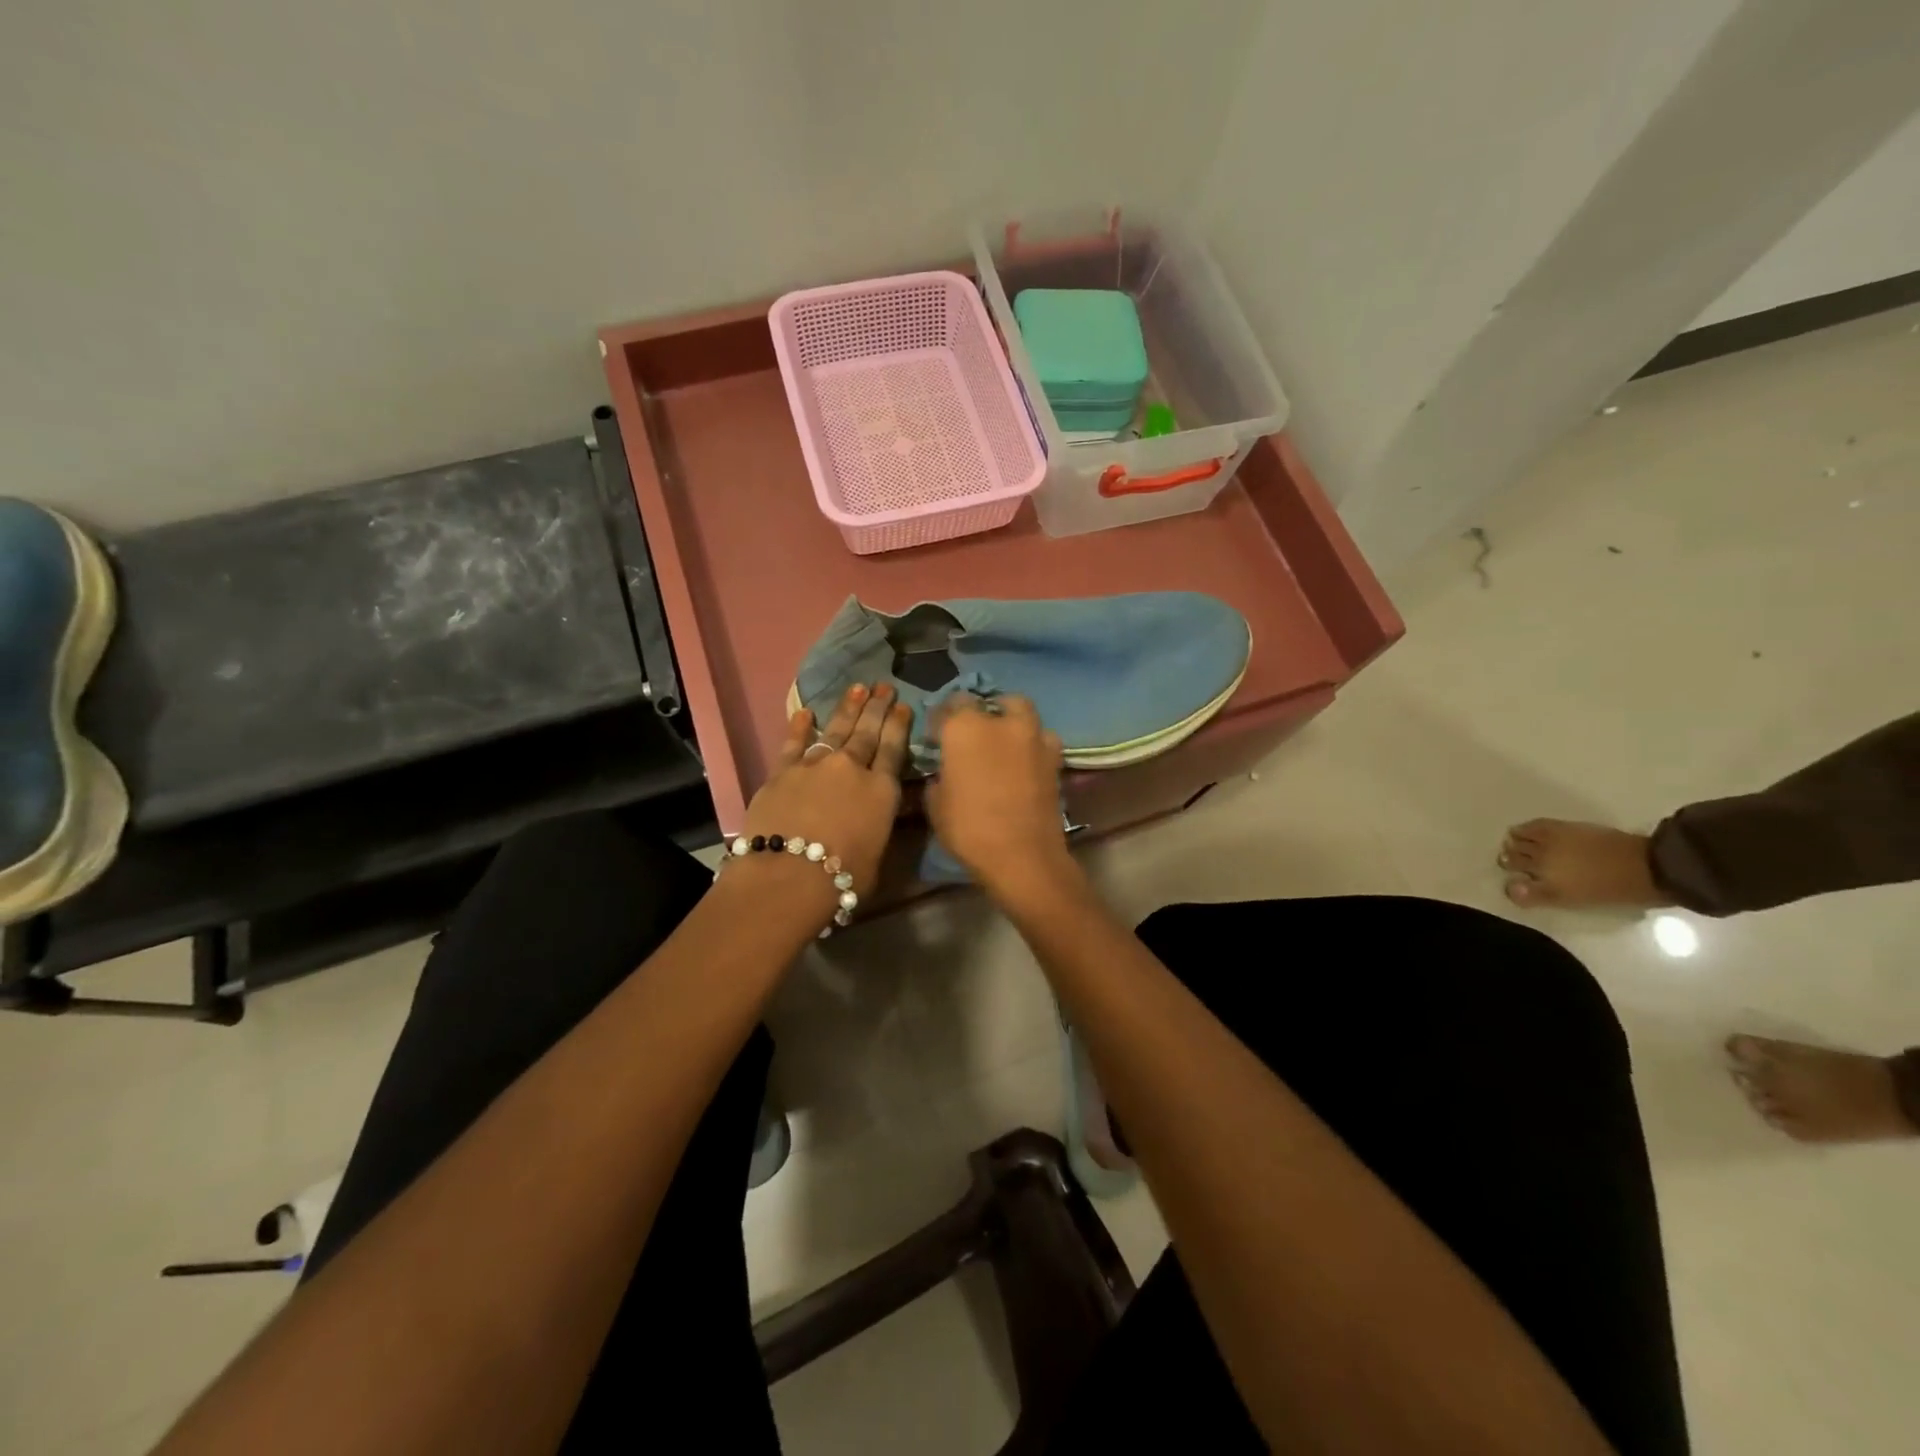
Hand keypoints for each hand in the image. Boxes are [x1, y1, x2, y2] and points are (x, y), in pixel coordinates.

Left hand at [737, 682, 911, 897]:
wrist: (788, 875)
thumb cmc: (843, 877)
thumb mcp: (878, 853)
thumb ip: (879, 825)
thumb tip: (878, 812)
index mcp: (881, 790)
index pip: (894, 749)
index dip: (899, 725)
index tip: (903, 705)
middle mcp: (851, 769)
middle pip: (867, 732)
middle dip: (877, 708)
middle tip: (884, 686)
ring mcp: (815, 766)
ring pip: (835, 730)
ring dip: (847, 708)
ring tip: (858, 688)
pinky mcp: (782, 772)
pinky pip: (794, 743)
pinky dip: (800, 727)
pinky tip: (805, 712)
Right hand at [924, 696, 1073, 894]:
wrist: (1023, 856)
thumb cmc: (969, 829)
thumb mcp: (936, 804)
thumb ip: (939, 776)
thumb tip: (945, 770)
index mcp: (965, 728)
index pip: (952, 703)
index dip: (944, 718)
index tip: (939, 735)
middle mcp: (1001, 723)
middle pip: (992, 702)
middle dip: (983, 711)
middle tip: (974, 733)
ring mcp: (1034, 737)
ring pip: (1022, 712)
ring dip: (1012, 721)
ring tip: (1004, 742)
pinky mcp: (1055, 757)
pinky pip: (1042, 738)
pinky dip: (1033, 743)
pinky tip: (1025, 761)